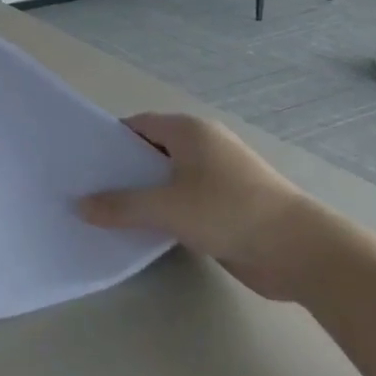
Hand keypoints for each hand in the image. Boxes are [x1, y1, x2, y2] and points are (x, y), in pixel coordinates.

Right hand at [79, 113, 310, 291]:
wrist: (297, 250)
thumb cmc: (227, 211)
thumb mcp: (165, 207)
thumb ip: (119, 206)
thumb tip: (79, 205)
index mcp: (190, 131)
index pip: (138, 125)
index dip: (109, 140)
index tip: (81, 160)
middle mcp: (204, 146)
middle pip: (151, 151)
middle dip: (121, 169)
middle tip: (85, 188)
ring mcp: (217, 176)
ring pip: (167, 179)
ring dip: (141, 194)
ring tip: (103, 211)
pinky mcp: (225, 205)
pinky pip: (182, 201)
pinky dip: (162, 211)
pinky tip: (139, 229)